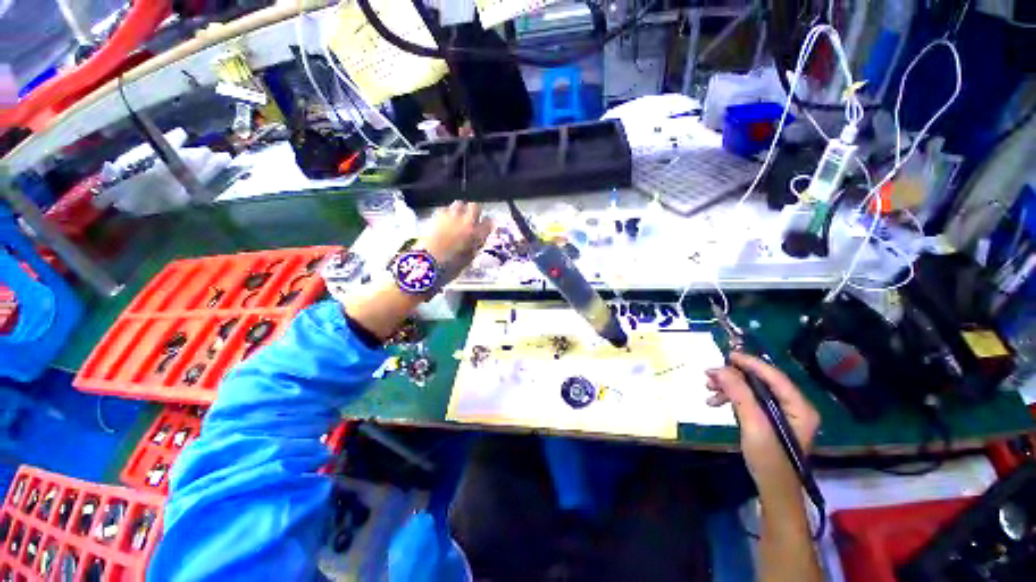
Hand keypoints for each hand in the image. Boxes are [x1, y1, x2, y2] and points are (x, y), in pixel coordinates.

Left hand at [418, 201, 493, 284]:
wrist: (427, 263)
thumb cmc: (450, 267)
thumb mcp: (468, 259)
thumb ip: (475, 247)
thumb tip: (478, 240)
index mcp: (477, 235)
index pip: (489, 222)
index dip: (487, 224)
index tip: (485, 226)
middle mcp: (467, 222)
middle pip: (475, 207)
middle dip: (474, 211)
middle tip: (471, 218)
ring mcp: (451, 217)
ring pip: (459, 204)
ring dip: (460, 209)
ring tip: (457, 218)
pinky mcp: (436, 216)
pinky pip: (445, 209)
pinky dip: (446, 213)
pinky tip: (444, 222)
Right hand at [706, 353, 819, 490]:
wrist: (773, 490)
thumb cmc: (769, 460)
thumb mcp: (754, 425)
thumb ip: (739, 394)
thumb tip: (719, 369)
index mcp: (798, 407)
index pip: (774, 376)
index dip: (750, 363)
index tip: (726, 355)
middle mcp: (793, 406)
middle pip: (760, 382)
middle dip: (733, 377)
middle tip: (708, 375)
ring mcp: (781, 413)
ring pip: (752, 390)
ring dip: (729, 387)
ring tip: (707, 389)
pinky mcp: (769, 420)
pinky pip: (749, 401)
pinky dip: (731, 399)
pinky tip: (715, 402)